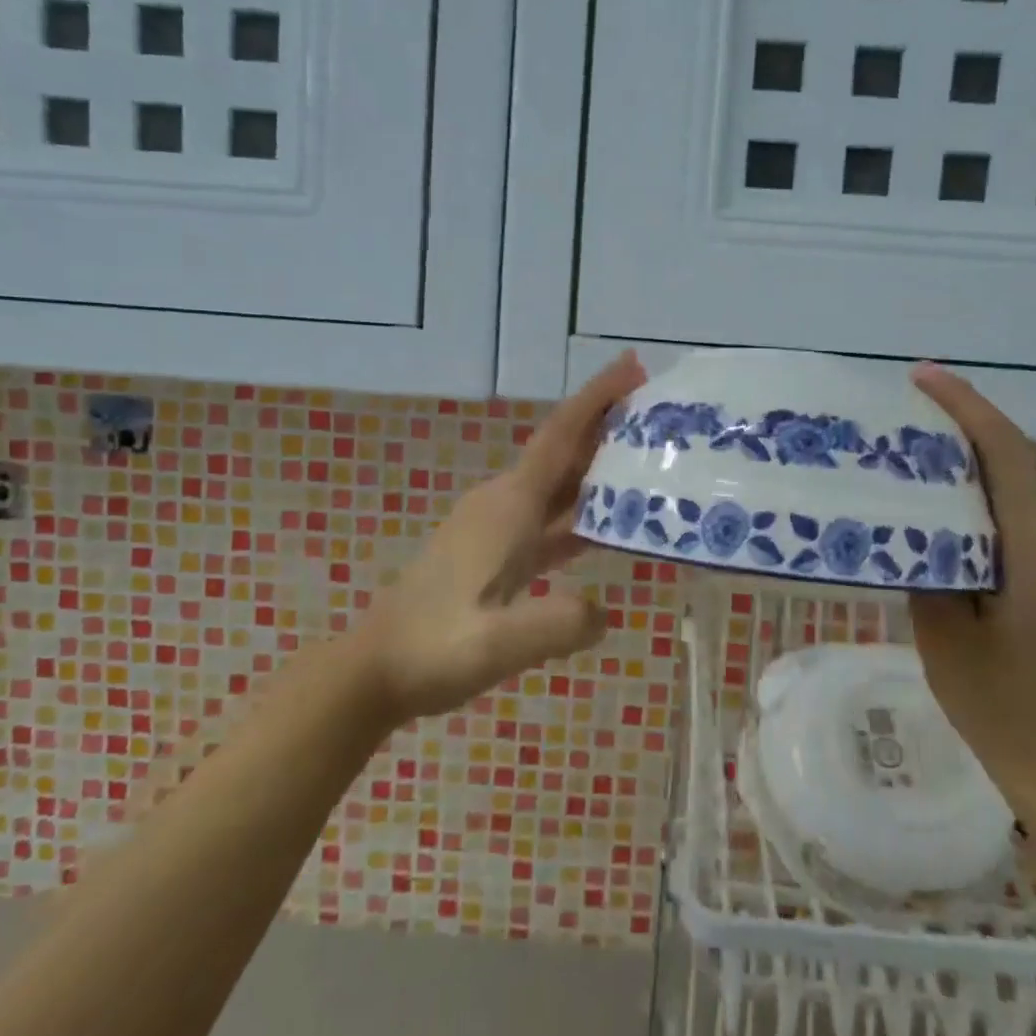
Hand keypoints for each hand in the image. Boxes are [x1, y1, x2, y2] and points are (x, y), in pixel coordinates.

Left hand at [362, 352, 646, 723]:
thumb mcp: (498, 643)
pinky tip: (606, 525)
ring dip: (596, 468)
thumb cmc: (433, 648)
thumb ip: (557, 624)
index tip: (633, 366)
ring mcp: (495, 528)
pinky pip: (547, 517)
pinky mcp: (492, 551)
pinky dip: (578, 510)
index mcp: (508, 507)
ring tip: (646, 461)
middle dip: (606, 426)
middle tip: (660, 415)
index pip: (560, 436)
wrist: (374, 670)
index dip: (597, 398)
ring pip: (556, 484)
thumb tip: (604, 611)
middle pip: (562, 452)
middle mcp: (503, 504)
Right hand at [907, 363, 1035, 815]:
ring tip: (906, 445)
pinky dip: (976, 488)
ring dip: (965, 455)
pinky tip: (934, 495)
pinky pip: (1014, 506)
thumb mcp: (941, 628)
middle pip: (1008, 455)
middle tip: (896, 411)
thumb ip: (926, 558)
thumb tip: (908, 512)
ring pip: (1011, 479)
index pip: (1002, 450)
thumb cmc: (997, 700)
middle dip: (957, 423)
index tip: (920, 376)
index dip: (963, 405)